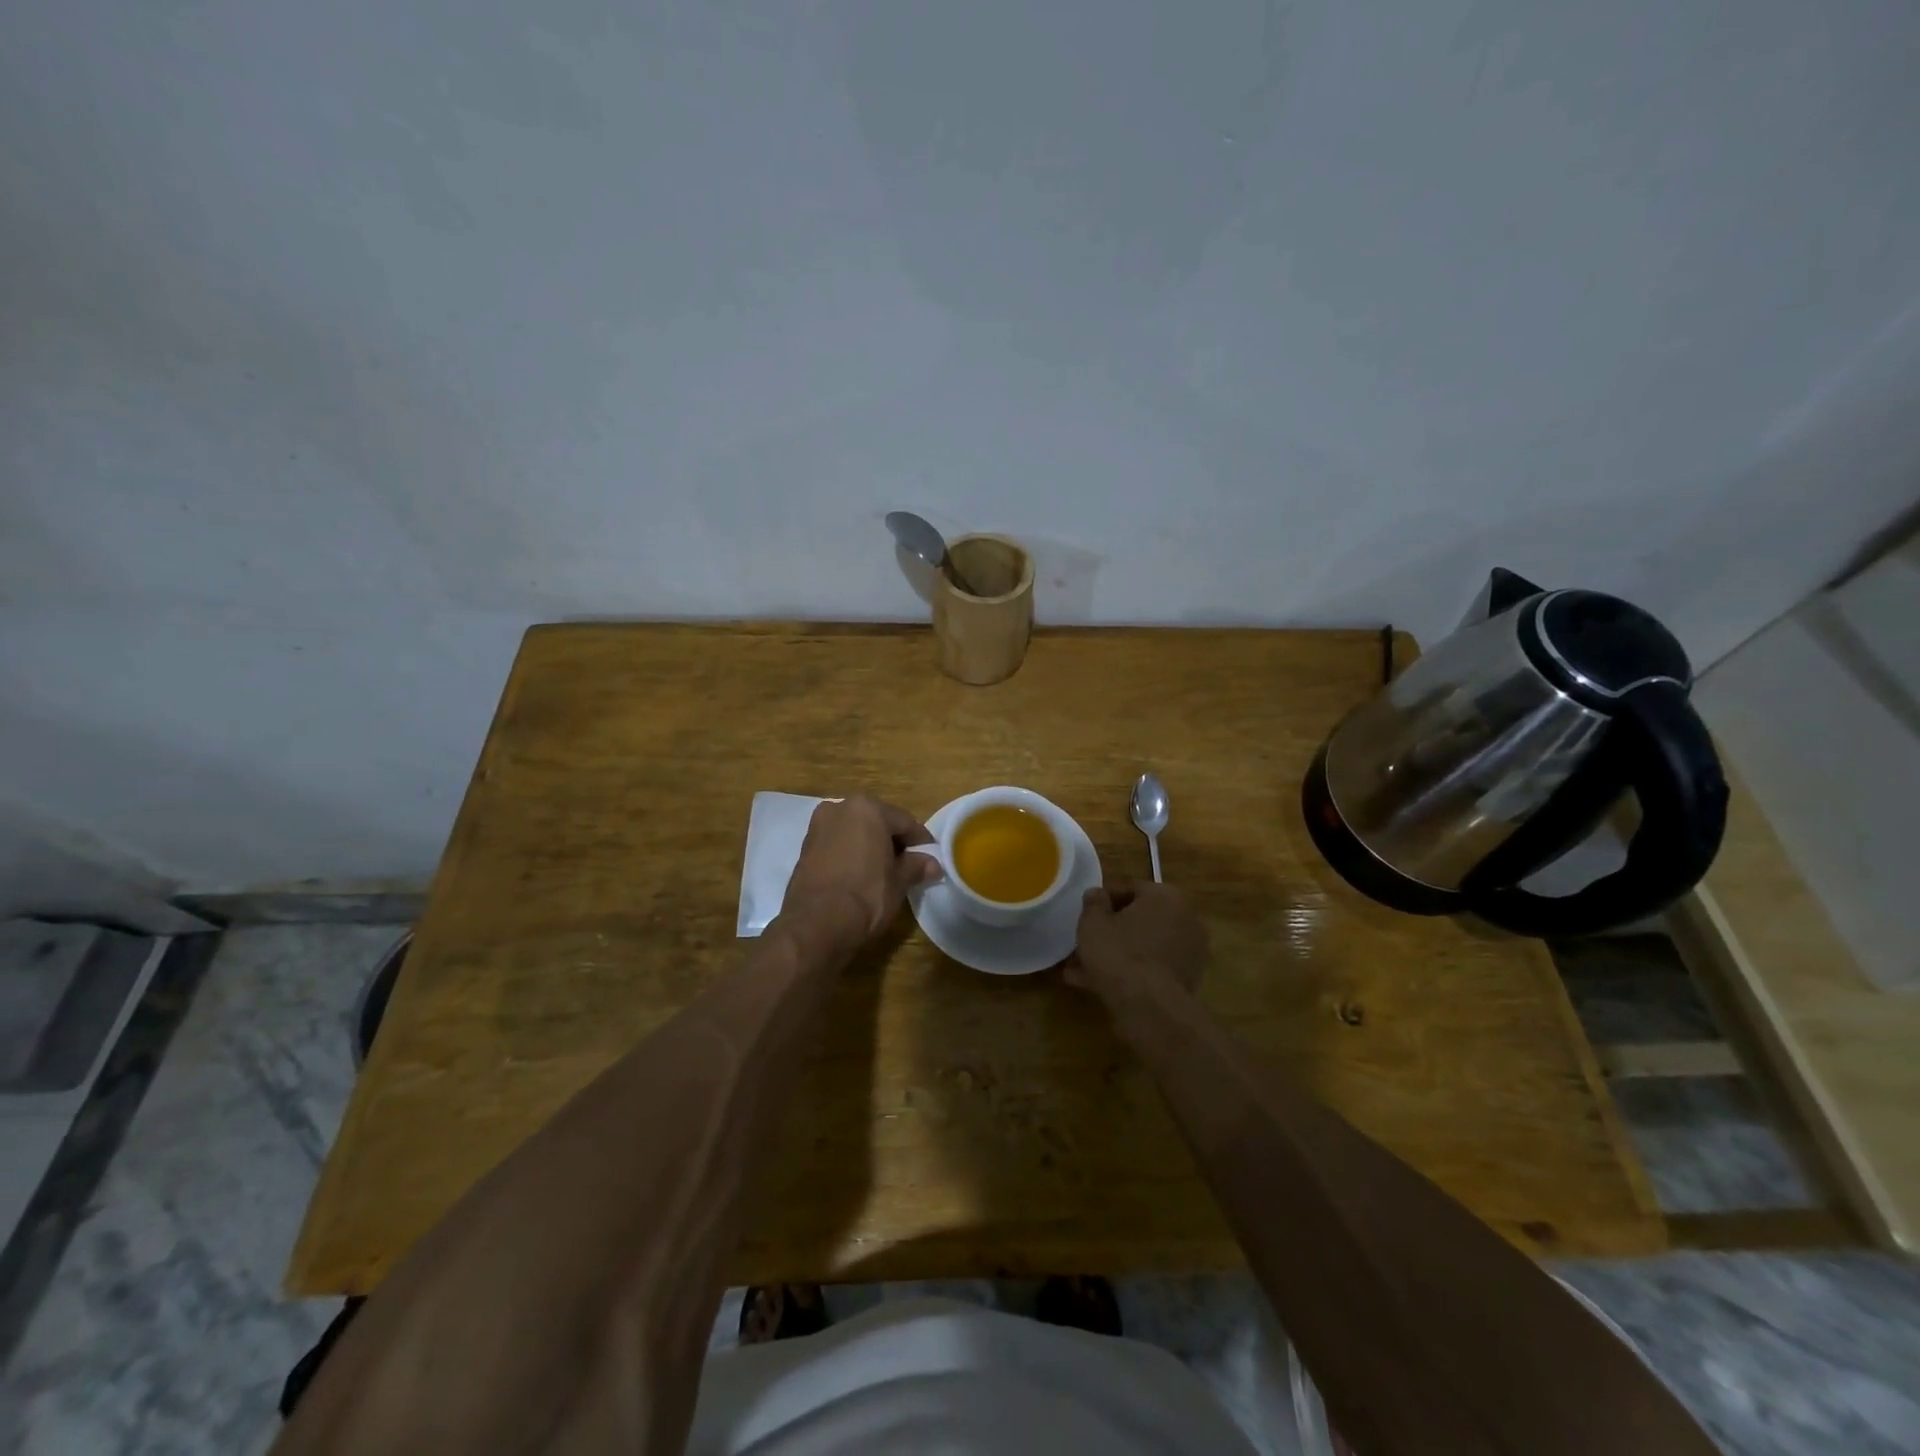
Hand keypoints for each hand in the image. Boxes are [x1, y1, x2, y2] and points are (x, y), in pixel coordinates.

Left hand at [782, 796, 939, 942]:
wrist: (816, 924)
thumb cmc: (866, 896)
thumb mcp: (899, 881)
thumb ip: (916, 866)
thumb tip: (933, 864)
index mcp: (868, 808)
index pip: (905, 822)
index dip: (921, 841)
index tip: (931, 858)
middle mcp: (840, 807)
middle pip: (877, 821)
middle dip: (893, 841)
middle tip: (908, 865)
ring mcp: (819, 826)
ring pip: (854, 831)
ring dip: (869, 846)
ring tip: (883, 871)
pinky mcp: (805, 846)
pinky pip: (837, 844)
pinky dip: (850, 853)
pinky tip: (858, 874)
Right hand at [1067, 881, 1208, 997]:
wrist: (1148, 1005)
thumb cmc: (1118, 951)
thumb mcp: (1093, 921)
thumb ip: (1093, 902)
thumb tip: (1097, 895)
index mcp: (1167, 896)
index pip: (1130, 888)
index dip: (1103, 900)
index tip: (1085, 913)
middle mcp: (1187, 919)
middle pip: (1140, 920)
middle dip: (1111, 931)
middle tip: (1084, 942)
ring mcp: (1191, 952)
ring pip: (1144, 946)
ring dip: (1116, 954)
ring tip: (1082, 969)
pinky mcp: (1187, 980)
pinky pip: (1151, 968)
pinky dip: (1129, 972)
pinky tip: (1097, 984)